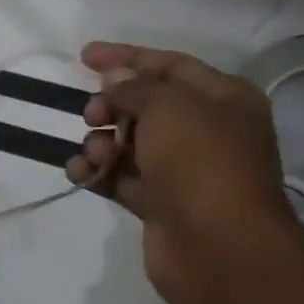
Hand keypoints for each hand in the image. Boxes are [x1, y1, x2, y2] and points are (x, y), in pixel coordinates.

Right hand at [64, 42, 300, 301]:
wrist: (218, 247)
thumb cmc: (201, 162)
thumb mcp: (167, 106)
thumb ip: (134, 87)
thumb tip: (114, 80)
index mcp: (223, 99)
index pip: (170, 65)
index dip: (126, 57)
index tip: (83, 57)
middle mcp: (206, 130)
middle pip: (144, 105)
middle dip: (110, 106)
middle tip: (92, 116)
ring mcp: (182, 169)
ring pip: (128, 142)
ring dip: (100, 142)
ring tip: (94, 154)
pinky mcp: (160, 202)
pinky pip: (119, 177)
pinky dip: (97, 172)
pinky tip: (80, 173)